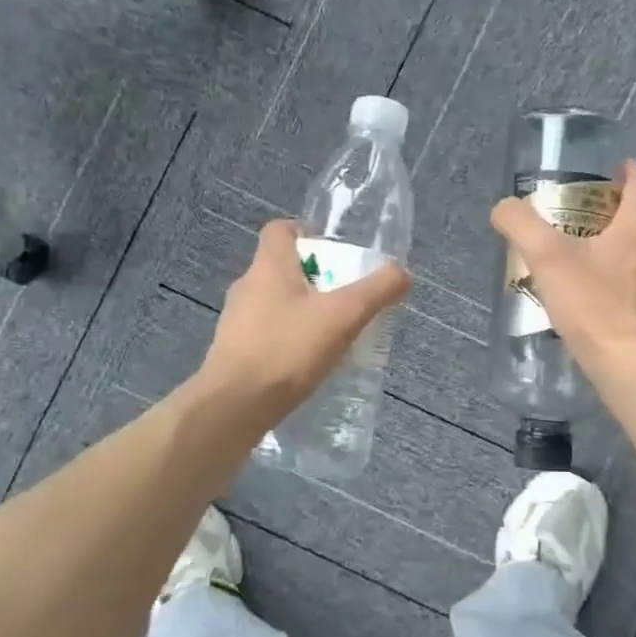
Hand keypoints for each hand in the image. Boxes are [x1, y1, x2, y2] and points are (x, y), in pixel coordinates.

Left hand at [199, 219, 410, 429]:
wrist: (234, 407)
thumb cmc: (288, 349)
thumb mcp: (344, 316)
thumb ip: (377, 291)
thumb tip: (402, 273)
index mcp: (269, 266)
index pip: (280, 229)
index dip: (306, 232)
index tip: (333, 252)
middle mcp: (247, 286)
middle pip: (282, 267)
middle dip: (315, 277)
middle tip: (345, 297)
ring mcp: (236, 321)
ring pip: (275, 302)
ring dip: (302, 310)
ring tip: (331, 332)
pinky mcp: (233, 352)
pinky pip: (267, 333)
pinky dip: (288, 338)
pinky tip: (308, 362)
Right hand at [490, 158, 635, 381]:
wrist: (629, 367)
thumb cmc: (593, 305)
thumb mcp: (547, 257)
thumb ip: (520, 224)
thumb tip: (503, 208)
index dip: (625, 170)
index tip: (609, 167)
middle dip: (611, 209)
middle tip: (578, 211)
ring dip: (613, 244)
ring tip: (580, 251)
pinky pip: (634, 282)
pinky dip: (615, 276)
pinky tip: (589, 292)